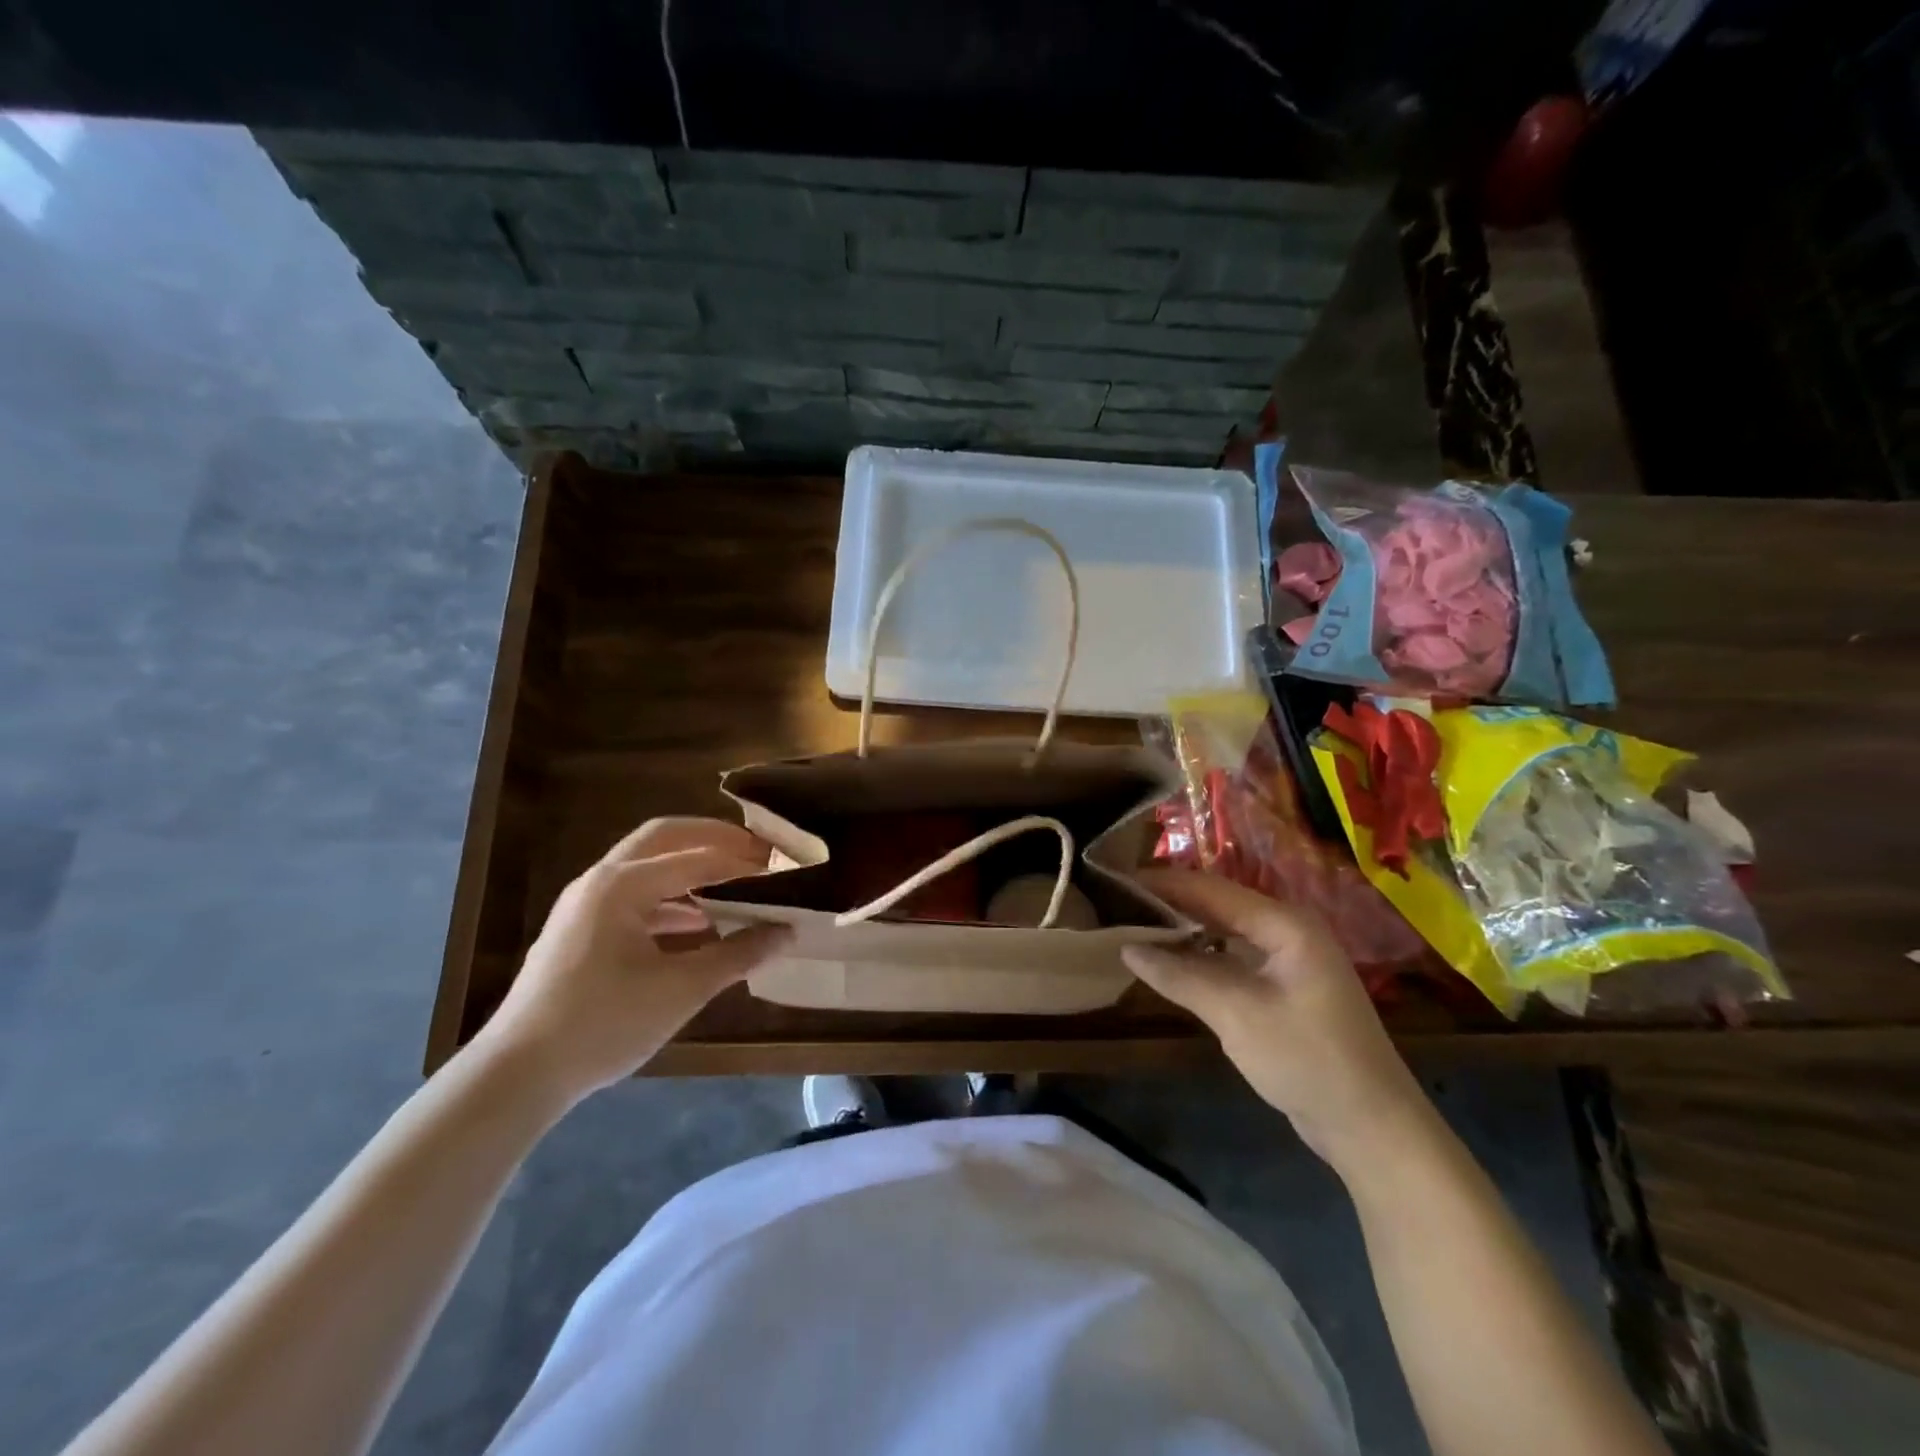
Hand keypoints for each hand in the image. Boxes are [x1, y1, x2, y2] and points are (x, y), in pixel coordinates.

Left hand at [473, 817, 791, 1106]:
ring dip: (693, 869)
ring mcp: (587, 904)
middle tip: (758, 853)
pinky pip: (637, 896)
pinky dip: (673, 899)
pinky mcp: (582, 930)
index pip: (698, 856)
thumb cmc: (604, 1023)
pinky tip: (701, 924)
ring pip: (650, 866)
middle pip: (667, 838)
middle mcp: (602, 880)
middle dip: (714, 840)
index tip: (783, 866)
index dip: (744, 860)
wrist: (518, 1074)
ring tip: (738, 885)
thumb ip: (738, 954)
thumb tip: (786, 933)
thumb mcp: (681, 989)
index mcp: (623, 884)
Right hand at [1123, 869, 1431, 1173]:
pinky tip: (1170, 961)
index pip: (1211, 889)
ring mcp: (1288, 959)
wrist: (1372, 1127)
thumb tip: (1126, 947)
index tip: (1118, 880)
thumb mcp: (1236, 1015)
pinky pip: (1232, 957)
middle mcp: (1287, 930)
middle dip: (1170, 902)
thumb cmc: (1308, 1060)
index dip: (1163, 883)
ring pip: (1223, 931)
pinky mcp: (1284, 987)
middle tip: (1119, 902)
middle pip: (1217, 904)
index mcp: (1285, 923)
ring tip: (1134, 925)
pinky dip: (1201, 956)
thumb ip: (1180, 976)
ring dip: (1183, 930)